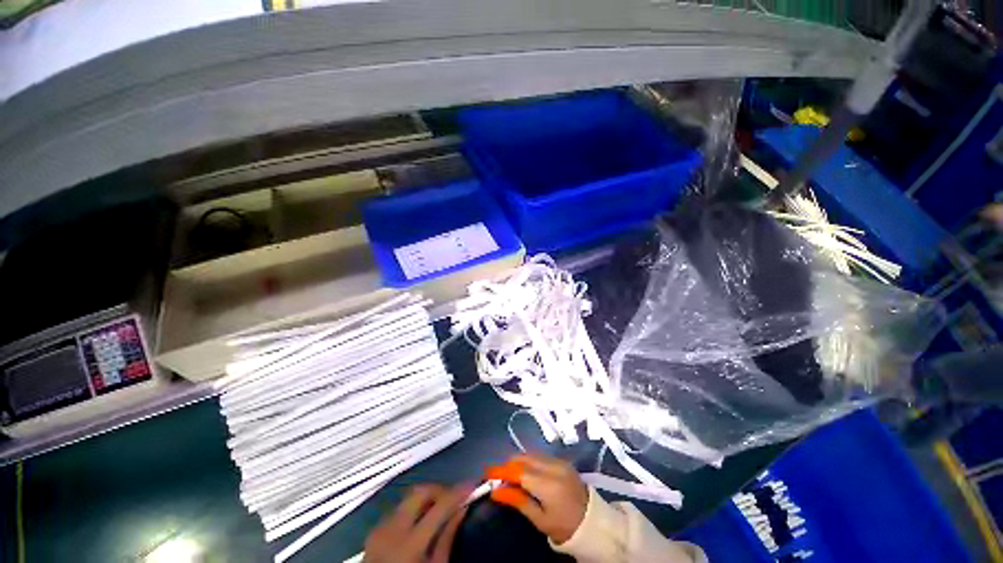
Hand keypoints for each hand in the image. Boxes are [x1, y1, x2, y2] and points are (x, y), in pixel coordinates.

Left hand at [364, 484, 469, 562]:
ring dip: (427, 497)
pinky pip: (398, 508)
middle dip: (440, 489)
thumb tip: (462, 508)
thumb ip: (447, 537)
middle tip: (455, 497)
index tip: (473, 484)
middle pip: (420, 492)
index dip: (458, 492)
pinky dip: (414, 507)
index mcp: (409, 544)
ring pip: (408, 497)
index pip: (439, 506)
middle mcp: (391, 529)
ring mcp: (379, 528)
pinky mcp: (374, 530)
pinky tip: (422, 519)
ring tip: (440, 508)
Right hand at [485, 454, 588, 543]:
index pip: (519, 471)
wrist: (593, 522)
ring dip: (518, 462)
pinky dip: (529, 462)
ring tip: (511, 477)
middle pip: (524, 458)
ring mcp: (559, 461)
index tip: (487, 472)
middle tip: (499, 479)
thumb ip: (518, 501)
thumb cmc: (564, 526)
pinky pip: (540, 456)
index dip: (501, 470)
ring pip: (531, 454)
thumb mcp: (539, 519)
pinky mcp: (562, 460)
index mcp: (548, 484)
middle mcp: (553, 467)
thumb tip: (496, 491)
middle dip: (509, 465)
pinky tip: (526, 474)